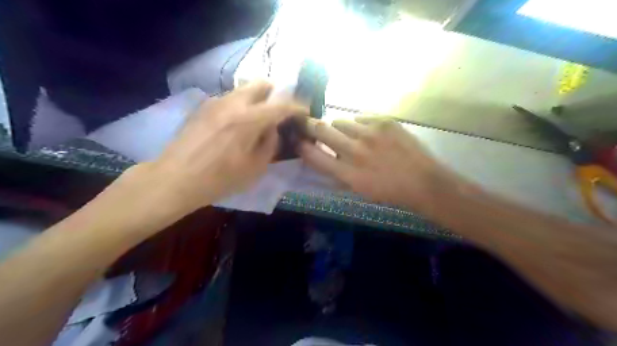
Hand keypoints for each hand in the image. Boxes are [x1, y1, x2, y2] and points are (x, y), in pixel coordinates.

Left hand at [142, 82, 310, 214]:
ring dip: (256, 100)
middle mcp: (233, 103)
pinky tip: (235, 124)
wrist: (175, 179)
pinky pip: (228, 99)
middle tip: (278, 110)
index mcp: (249, 120)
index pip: (281, 105)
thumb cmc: (220, 179)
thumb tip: (274, 128)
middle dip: (275, 94)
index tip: (304, 110)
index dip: (297, 106)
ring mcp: (215, 102)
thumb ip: (270, 143)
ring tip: (256, 119)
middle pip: (260, 84)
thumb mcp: (255, 167)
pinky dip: (239, 106)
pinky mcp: (202, 107)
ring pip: (243, 90)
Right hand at [301, 118, 467, 215]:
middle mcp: (355, 151)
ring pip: (341, 121)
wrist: (424, 182)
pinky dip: (360, 125)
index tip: (296, 140)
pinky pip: (361, 117)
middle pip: (321, 130)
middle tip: (307, 124)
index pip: (313, 156)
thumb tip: (326, 155)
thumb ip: (338, 172)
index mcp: (347, 174)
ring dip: (339, 128)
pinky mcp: (384, 122)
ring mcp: (370, 134)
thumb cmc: (390, 192)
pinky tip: (369, 133)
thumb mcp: (359, 189)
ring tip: (349, 134)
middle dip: (309, 126)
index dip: (301, 146)